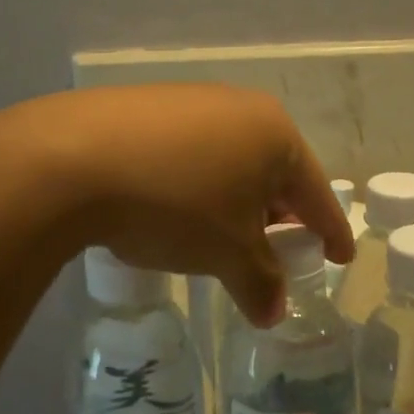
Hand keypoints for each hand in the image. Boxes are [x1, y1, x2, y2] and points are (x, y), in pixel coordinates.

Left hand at [0, 84, 351, 323]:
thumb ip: (260, 283)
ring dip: (234, 199)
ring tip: (222, 234)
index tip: (342, 256)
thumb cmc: (175, 204)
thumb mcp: (227, 253)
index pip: (315, 191)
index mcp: (274, 134)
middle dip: (278, 214)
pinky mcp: (146, 105)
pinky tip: (172, 206)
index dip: (331, 229)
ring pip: (230, 158)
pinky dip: (195, 183)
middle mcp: (239, 106)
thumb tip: (273, 314)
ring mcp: (191, 100)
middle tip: (279, 250)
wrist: (72, 158)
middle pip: (273, 170)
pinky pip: (189, 150)